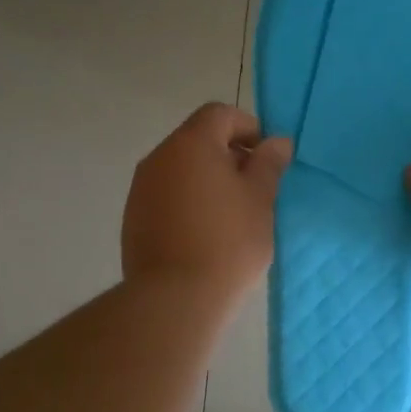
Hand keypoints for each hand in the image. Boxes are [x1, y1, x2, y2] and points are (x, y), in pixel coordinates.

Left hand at [122, 103, 291, 303]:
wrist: (175, 297)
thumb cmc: (228, 241)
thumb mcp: (260, 199)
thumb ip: (268, 164)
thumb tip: (277, 141)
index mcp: (191, 144)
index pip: (220, 114)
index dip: (248, 128)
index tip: (266, 158)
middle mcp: (159, 157)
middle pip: (197, 140)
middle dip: (228, 155)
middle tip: (254, 189)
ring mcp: (141, 189)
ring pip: (180, 170)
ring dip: (206, 180)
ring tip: (231, 215)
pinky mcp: (133, 218)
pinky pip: (166, 196)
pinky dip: (187, 202)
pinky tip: (204, 234)